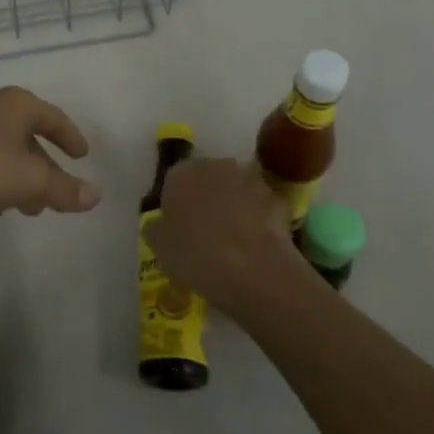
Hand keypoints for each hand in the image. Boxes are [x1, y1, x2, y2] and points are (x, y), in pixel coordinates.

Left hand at [0, 87, 100, 219]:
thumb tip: (96, 196)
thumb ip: (63, 190)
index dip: (71, 138)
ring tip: (24, 208)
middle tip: (52, 195)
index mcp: (18, 105)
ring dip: (17, 179)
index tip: (82, 156)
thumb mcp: (30, 180)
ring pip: (2, 152)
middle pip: (27, 138)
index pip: (54, 118)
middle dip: (42, 169)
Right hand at [151, 158, 306, 313]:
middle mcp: (216, 165)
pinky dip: (259, 219)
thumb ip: (156, 228)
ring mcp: (250, 178)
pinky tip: (256, 245)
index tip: (179, 228)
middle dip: (207, 199)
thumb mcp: (159, 248)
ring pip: (237, 190)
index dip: (176, 204)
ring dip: (235, 206)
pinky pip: (261, 207)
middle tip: (205, 232)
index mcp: (181, 173)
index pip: (174, 181)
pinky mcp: (277, 197)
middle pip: (207, 179)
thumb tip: (159, 222)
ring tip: (234, 240)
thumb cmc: (195, 255)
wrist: (252, 269)